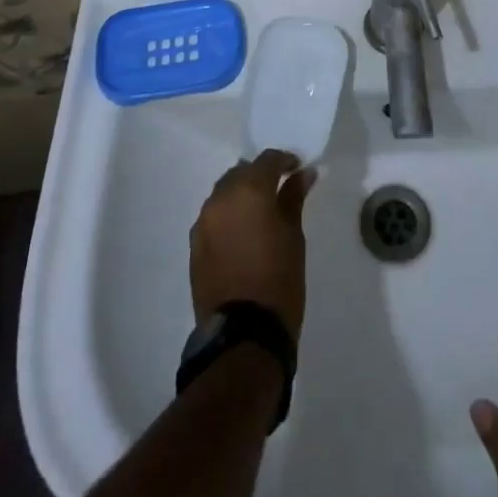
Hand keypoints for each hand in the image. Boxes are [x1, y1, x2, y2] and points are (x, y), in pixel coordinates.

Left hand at [190, 150, 315, 342]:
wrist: (244, 336)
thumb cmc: (279, 280)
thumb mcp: (294, 236)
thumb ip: (294, 198)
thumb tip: (303, 174)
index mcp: (248, 191)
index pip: (267, 160)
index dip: (284, 161)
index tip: (297, 170)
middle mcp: (220, 198)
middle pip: (241, 172)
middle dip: (260, 176)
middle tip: (279, 189)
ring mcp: (203, 222)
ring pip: (224, 193)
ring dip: (241, 195)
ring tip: (259, 212)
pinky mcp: (194, 246)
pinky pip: (213, 217)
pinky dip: (228, 216)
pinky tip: (242, 232)